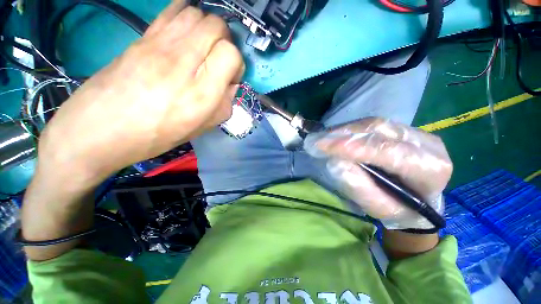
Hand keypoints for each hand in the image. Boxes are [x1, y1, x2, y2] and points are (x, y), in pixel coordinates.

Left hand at [38, 0, 243, 185]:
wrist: (99, 130)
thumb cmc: (156, 136)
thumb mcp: (201, 128)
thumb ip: (223, 105)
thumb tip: (229, 84)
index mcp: (201, 93)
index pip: (230, 54)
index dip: (236, 63)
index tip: (230, 77)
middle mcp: (183, 63)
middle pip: (216, 26)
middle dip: (225, 41)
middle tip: (219, 59)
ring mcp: (159, 45)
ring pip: (196, 13)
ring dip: (207, 28)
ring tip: (203, 47)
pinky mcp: (142, 37)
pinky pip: (172, 10)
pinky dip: (186, 16)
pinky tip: (186, 34)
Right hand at [304, 117, 452, 229]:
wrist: (420, 200)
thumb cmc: (400, 210)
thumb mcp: (379, 207)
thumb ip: (358, 186)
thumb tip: (335, 162)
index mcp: (429, 170)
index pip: (385, 150)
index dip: (350, 146)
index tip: (321, 145)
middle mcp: (427, 144)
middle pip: (378, 129)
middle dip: (343, 134)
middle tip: (317, 140)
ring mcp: (417, 132)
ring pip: (374, 124)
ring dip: (344, 130)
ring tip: (323, 138)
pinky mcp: (404, 129)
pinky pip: (373, 124)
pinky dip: (350, 129)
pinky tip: (336, 136)